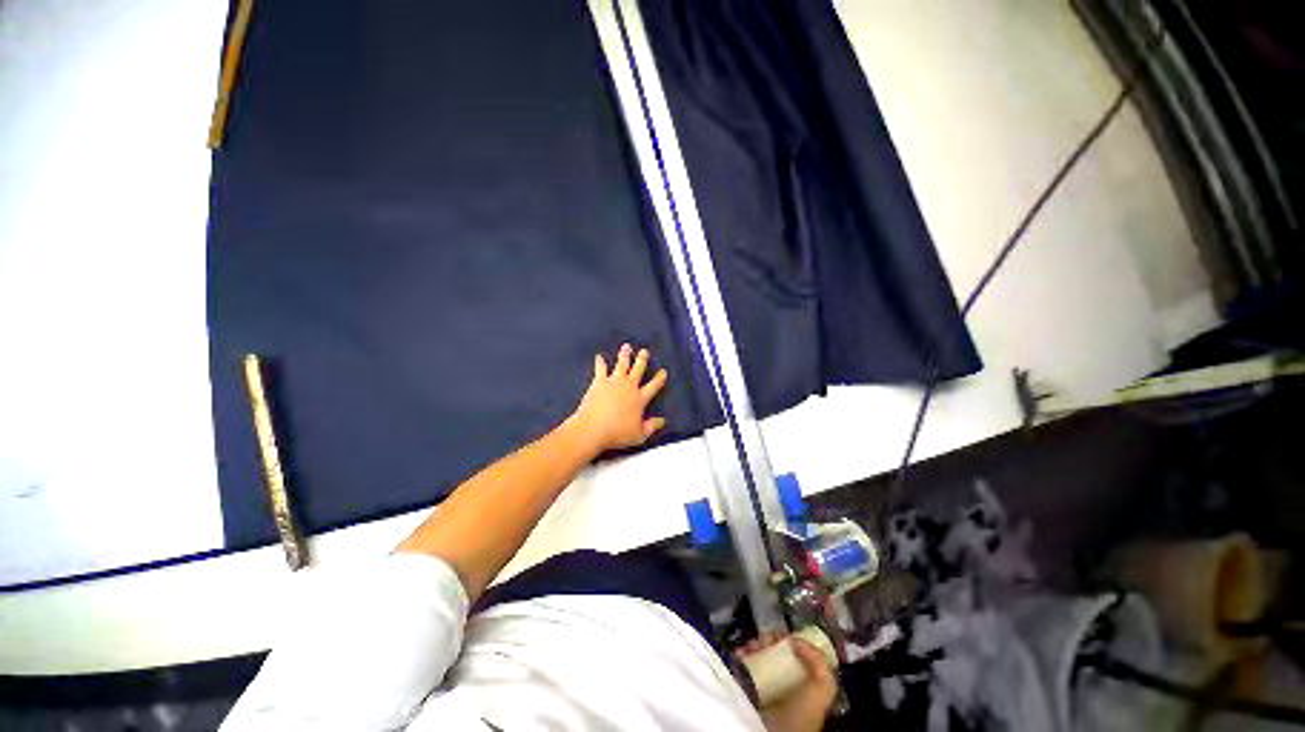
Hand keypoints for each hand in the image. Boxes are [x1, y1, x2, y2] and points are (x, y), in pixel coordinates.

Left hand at [566, 343, 667, 453]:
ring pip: (621, 364)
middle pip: (638, 369)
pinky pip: (600, 369)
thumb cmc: (617, 433)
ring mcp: (614, 382)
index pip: (654, 386)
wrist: (593, 428)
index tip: (663, 372)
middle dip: (642, 359)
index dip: (659, 378)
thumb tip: (662, 421)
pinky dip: (600, 362)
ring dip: (624, 355)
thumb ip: (652, 427)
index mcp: (640, 399)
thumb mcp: (639, 435)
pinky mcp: (599, 382)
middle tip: (644, 351)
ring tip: (626, 347)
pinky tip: (599, 356)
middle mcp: (629, 387)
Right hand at [738, 633, 836, 731]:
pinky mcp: (748, 687)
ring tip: (749, 647)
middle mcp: (783, 679)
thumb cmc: (802, 712)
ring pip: (756, 654)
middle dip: (765, 640)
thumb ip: (818, 661)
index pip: (793, 651)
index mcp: (801, 678)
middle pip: (773, 650)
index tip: (778, 634)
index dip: (785, 639)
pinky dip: (739, 656)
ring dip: (751, 646)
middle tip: (761, 641)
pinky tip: (740, 654)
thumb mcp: (822, 687)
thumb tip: (795, 639)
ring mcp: (764, 683)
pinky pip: (741, 665)